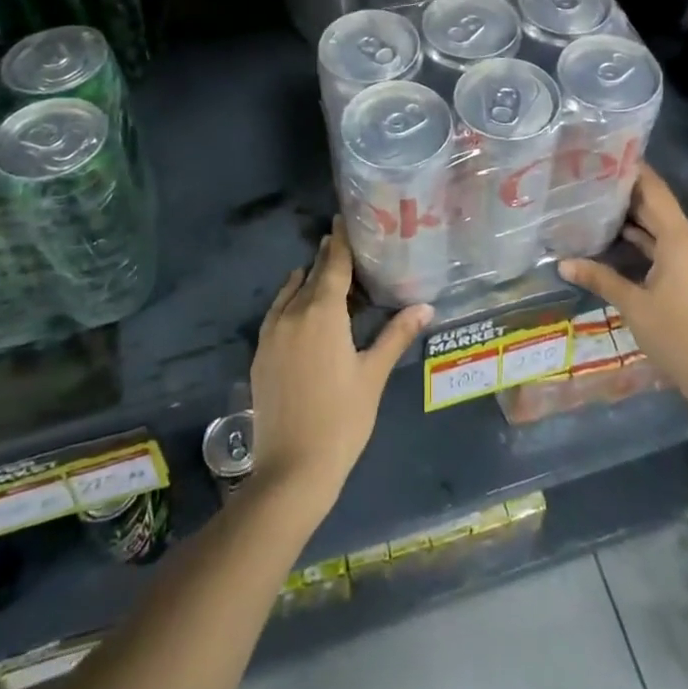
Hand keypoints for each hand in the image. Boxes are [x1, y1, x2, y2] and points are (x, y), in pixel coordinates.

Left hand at [249, 221, 430, 515]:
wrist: (292, 469)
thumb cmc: (342, 419)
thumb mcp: (373, 375)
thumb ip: (397, 335)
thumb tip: (426, 306)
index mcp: (323, 314)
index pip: (333, 265)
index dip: (339, 241)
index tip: (342, 219)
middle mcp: (293, 315)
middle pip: (311, 276)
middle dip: (326, 258)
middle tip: (342, 242)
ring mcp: (272, 335)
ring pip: (291, 294)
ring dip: (307, 280)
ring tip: (323, 272)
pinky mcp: (261, 354)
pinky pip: (276, 313)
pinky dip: (289, 300)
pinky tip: (298, 306)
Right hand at [558, 166, 687, 424]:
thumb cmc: (675, 335)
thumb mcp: (633, 305)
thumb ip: (600, 278)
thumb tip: (562, 263)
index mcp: (680, 240)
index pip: (655, 192)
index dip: (635, 172)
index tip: (609, 154)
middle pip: (659, 208)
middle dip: (629, 194)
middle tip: (594, 179)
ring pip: (663, 229)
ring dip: (637, 219)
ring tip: (600, 204)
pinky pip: (669, 247)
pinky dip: (647, 241)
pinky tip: (620, 240)